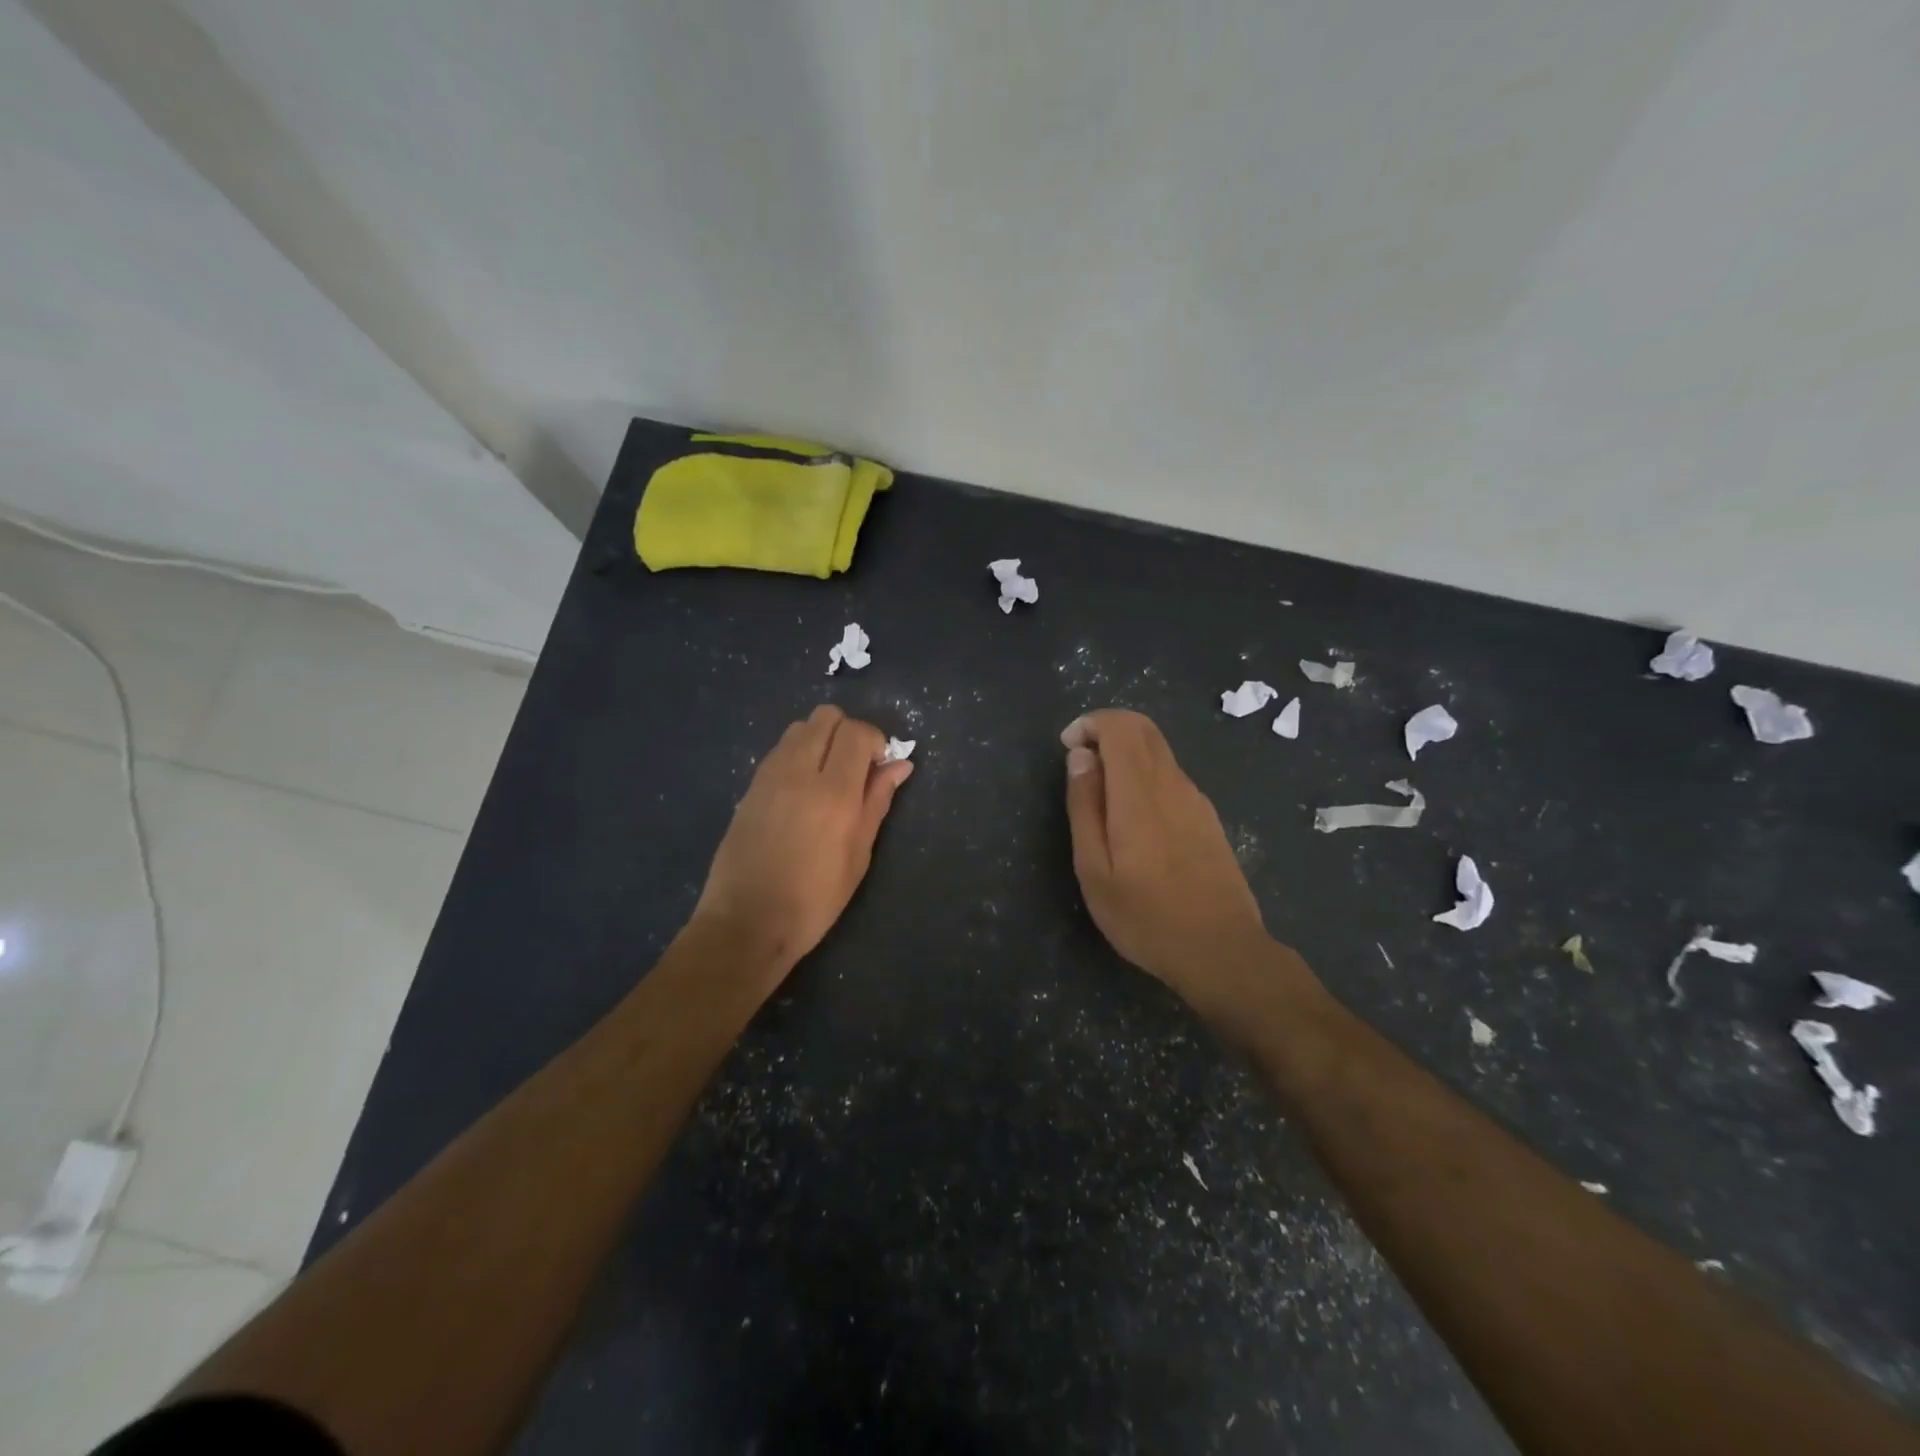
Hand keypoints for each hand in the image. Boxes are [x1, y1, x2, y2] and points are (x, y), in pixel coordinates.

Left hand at [694, 705, 911, 983]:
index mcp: (833, 792)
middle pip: (826, 717)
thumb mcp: (858, 855)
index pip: (857, 732)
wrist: (746, 922)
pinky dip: (798, 754)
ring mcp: (768, 776)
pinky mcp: (749, 787)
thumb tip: (900, 766)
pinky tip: (802, 792)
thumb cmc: (814, 899)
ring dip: (821, 740)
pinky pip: (780, 750)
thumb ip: (878, 802)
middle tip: (856, 768)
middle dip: (848, 733)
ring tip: (828, 778)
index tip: (880, 768)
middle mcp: (798, 772)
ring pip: (800, 728)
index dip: (876, 741)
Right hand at [1062, 710, 1282, 1018]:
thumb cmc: (1146, 917)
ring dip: (1125, 754)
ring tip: (1101, 798)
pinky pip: (1171, 776)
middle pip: (1143, 728)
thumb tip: (1080, 757)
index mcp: (1140, 792)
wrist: (1222, 951)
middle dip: (1106, 731)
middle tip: (1080, 764)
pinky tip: (1133, 820)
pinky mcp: (1208, 818)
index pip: (1121, 725)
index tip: (1068, 748)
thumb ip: (1085, 806)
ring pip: (1159, 752)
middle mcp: (1173, 784)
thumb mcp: (1095, 870)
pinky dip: (1144, 775)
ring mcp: (1196, 800)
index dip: (1090, 723)